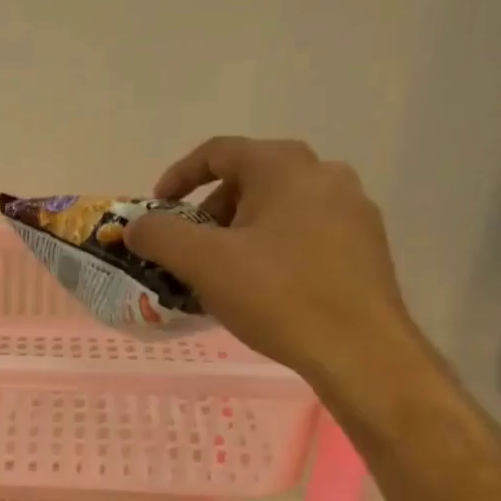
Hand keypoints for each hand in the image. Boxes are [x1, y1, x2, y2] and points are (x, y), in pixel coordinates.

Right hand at [124, 137, 419, 389]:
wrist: (359, 349)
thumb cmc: (277, 295)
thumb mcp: (203, 263)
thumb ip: (160, 236)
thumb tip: (135, 225)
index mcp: (285, 167)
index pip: (219, 151)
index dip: (179, 177)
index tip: (157, 209)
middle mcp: (325, 175)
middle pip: (251, 178)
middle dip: (210, 210)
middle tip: (190, 249)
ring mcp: (352, 209)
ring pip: (280, 207)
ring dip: (241, 231)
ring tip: (223, 273)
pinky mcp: (365, 245)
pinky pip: (306, 232)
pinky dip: (274, 248)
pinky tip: (264, 288)